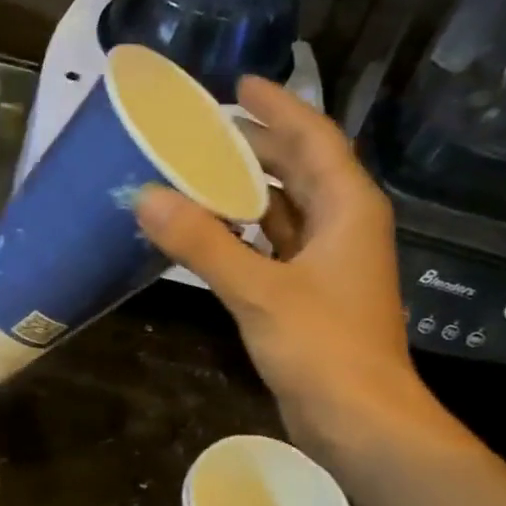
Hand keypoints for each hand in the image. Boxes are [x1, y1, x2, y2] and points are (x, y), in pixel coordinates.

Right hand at [135, 76, 429, 454]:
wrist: (359, 420)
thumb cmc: (322, 347)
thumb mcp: (259, 291)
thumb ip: (203, 244)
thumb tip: (146, 198)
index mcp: (347, 209)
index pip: (313, 140)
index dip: (278, 108)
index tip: (240, 85)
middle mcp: (342, 228)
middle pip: (300, 171)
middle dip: (257, 148)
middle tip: (205, 131)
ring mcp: (326, 265)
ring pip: (284, 212)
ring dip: (245, 194)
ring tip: (197, 175)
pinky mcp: (308, 297)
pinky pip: (272, 249)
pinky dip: (242, 237)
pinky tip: (209, 235)